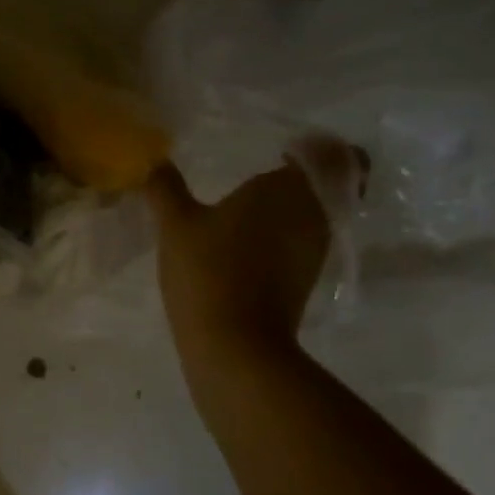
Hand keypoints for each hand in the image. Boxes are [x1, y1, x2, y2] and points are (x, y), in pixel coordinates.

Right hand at [146, 138, 366, 360]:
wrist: (234, 344)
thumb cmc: (208, 270)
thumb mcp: (175, 224)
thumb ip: (166, 188)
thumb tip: (156, 162)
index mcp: (288, 188)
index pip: (338, 157)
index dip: (320, 150)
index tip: (285, 150)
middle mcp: (313, 214)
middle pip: (335, 185)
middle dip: (309, 176)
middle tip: (271, 171)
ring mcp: (314, 250)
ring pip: (320, 214)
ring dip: (296, 206)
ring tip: (254, 205)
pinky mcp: (306, 279)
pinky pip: (306, 241)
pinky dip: (287, 234)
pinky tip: (250, 240)